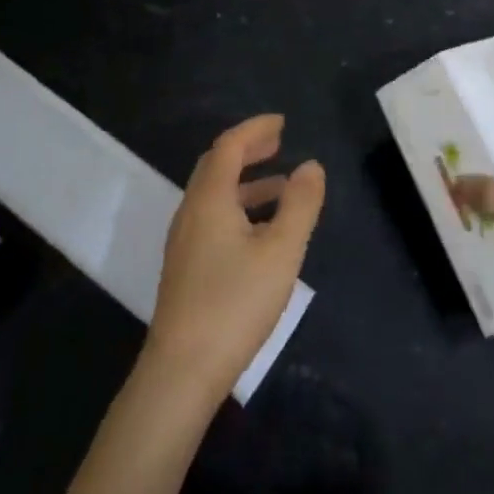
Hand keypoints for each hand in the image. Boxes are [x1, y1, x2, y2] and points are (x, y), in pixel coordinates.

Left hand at [142, 114, 324, 409]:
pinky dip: (239, 207)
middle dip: (248, 150)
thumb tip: (311, 165)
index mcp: (209, 199)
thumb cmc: (235, 303)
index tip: (282, 122)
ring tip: (282, 187)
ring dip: (246, 182)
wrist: (182, 370)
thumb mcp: (280, 251)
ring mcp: (184, 241)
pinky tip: (261, 232)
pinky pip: (213, 217)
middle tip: (278, 143)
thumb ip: (300, 205)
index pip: (229, 146)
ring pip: (215, 195)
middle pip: (216, 166)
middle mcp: (191, 212)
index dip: (255, 129)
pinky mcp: (186, 266)